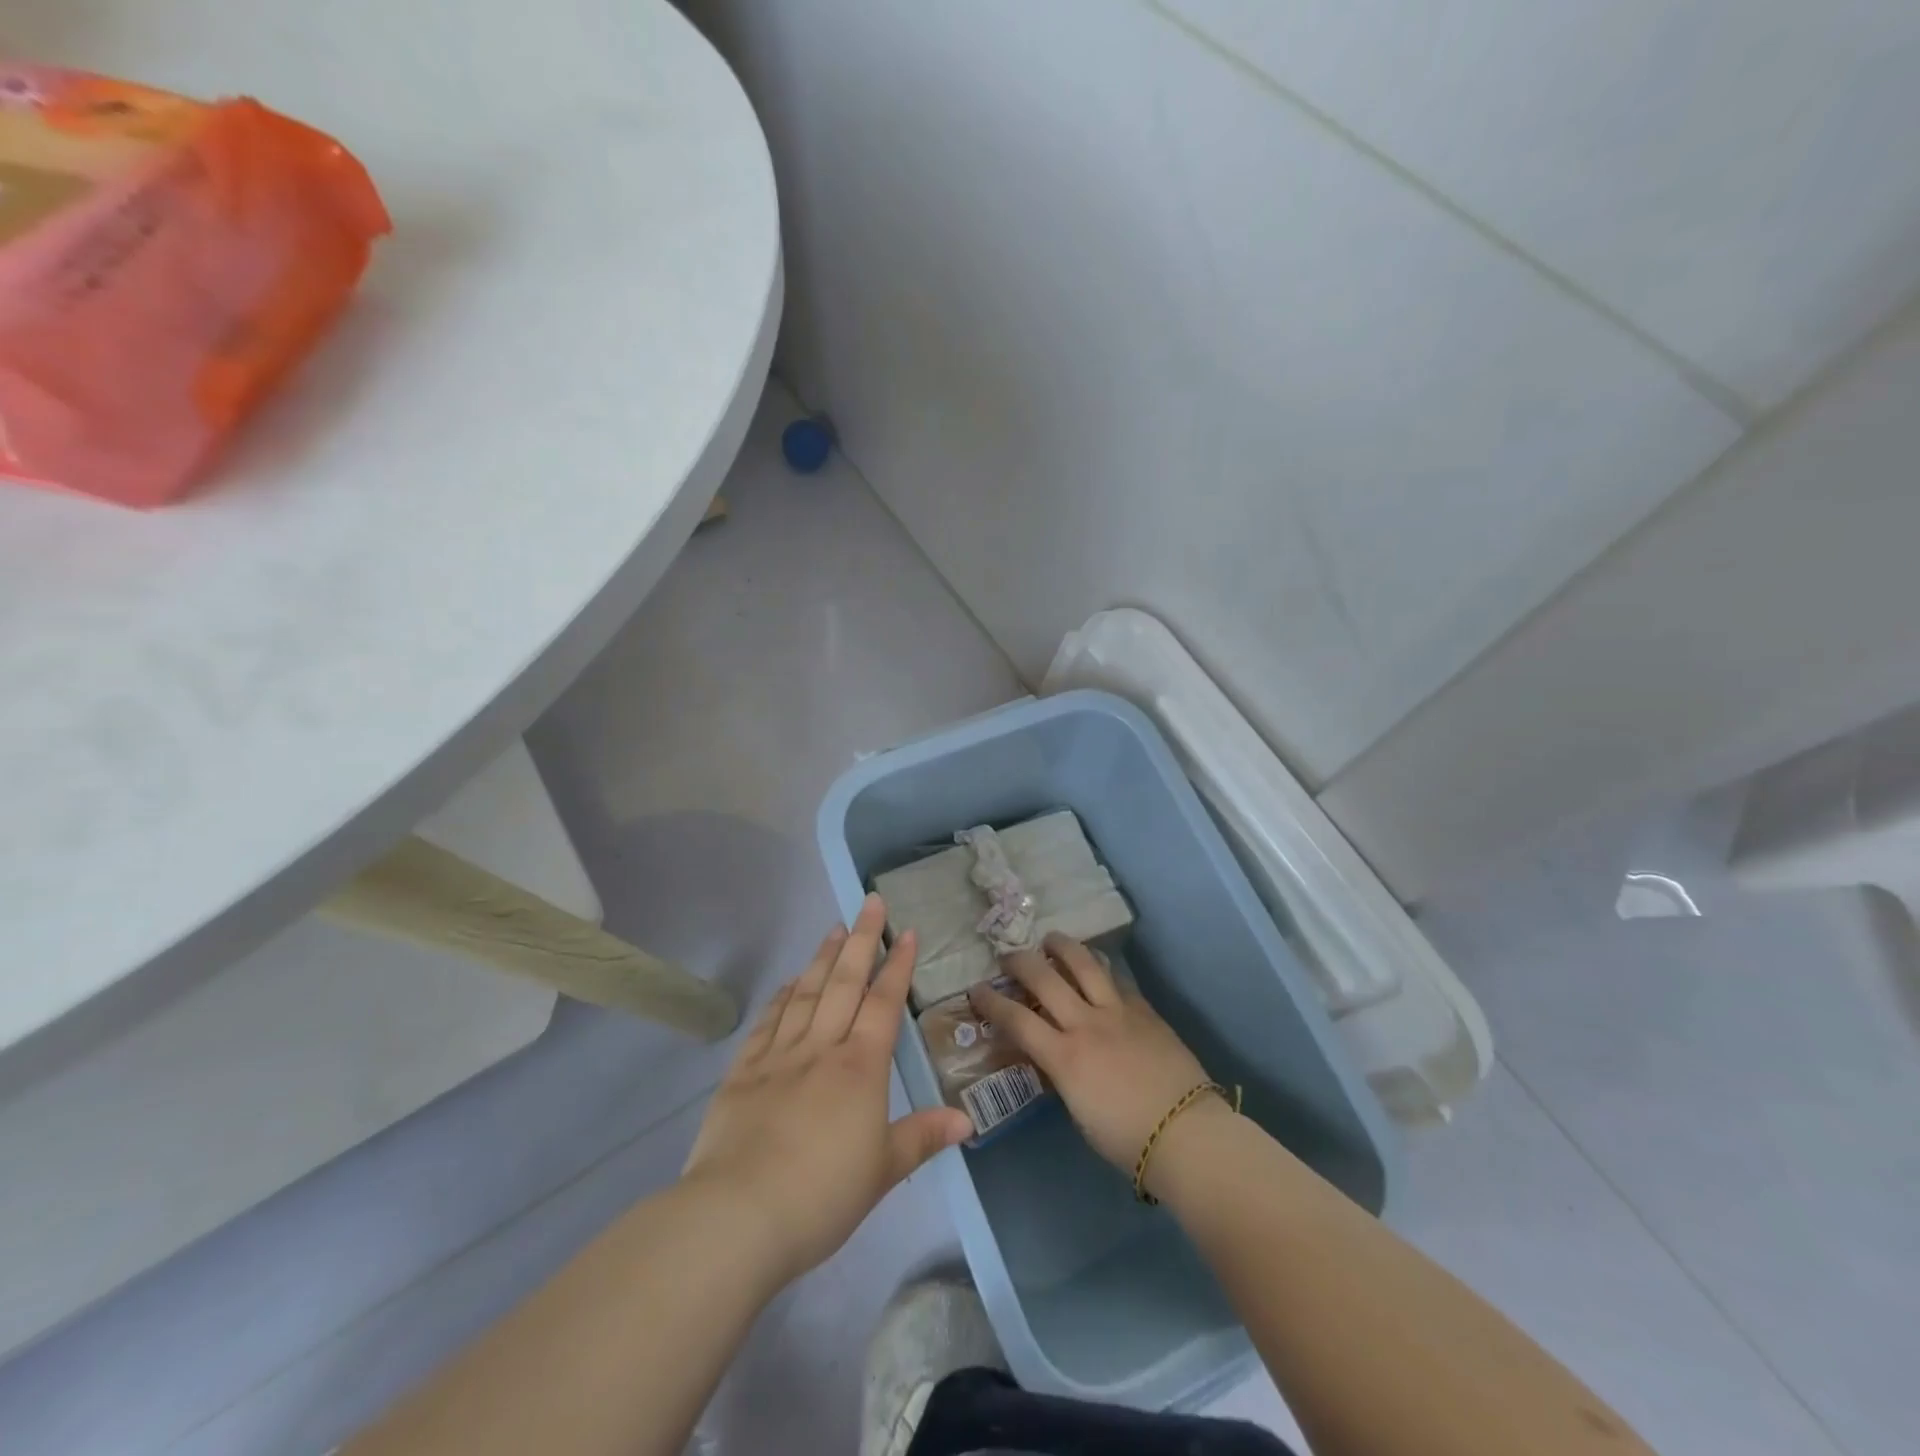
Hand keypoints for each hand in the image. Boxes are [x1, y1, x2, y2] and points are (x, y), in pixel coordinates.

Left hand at [682, 895, 971, 1285]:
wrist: (738, 1215)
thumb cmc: (822, 1195)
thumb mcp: (883, 1171)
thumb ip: (923, 1137)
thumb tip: (967, 1121)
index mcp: (859, 1067)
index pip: (884, 1003)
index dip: (897, 965)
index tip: (907, 932)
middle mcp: (821, 1048)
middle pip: (844, 983)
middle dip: (862, 940)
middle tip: (870, 903)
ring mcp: (778, 1056)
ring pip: (805, 993)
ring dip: (822, 958)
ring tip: (834, 929)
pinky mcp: (742, 1073)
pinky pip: (766, 1023)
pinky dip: (780, 997)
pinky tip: (787, 983)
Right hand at [972, 934, 1214, 1171]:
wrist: (1185, 1132)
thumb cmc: (1126, 1138)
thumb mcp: (1078, 1110)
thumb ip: (1060, 1075)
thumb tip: (1051, 1057)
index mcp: (1064, 1057)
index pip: (1016, 1019)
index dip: (991, 1002)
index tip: (977, 990)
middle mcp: (1086, 1024)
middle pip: (1044, 978)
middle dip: (1020, 962)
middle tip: (1007, 956)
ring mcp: (1118, 1011)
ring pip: (1084, 964)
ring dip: (1061, 947)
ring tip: (1050, 939)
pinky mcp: (1144, 1009)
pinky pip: (1115, 980)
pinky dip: (1099, 970)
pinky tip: (1095, 968)